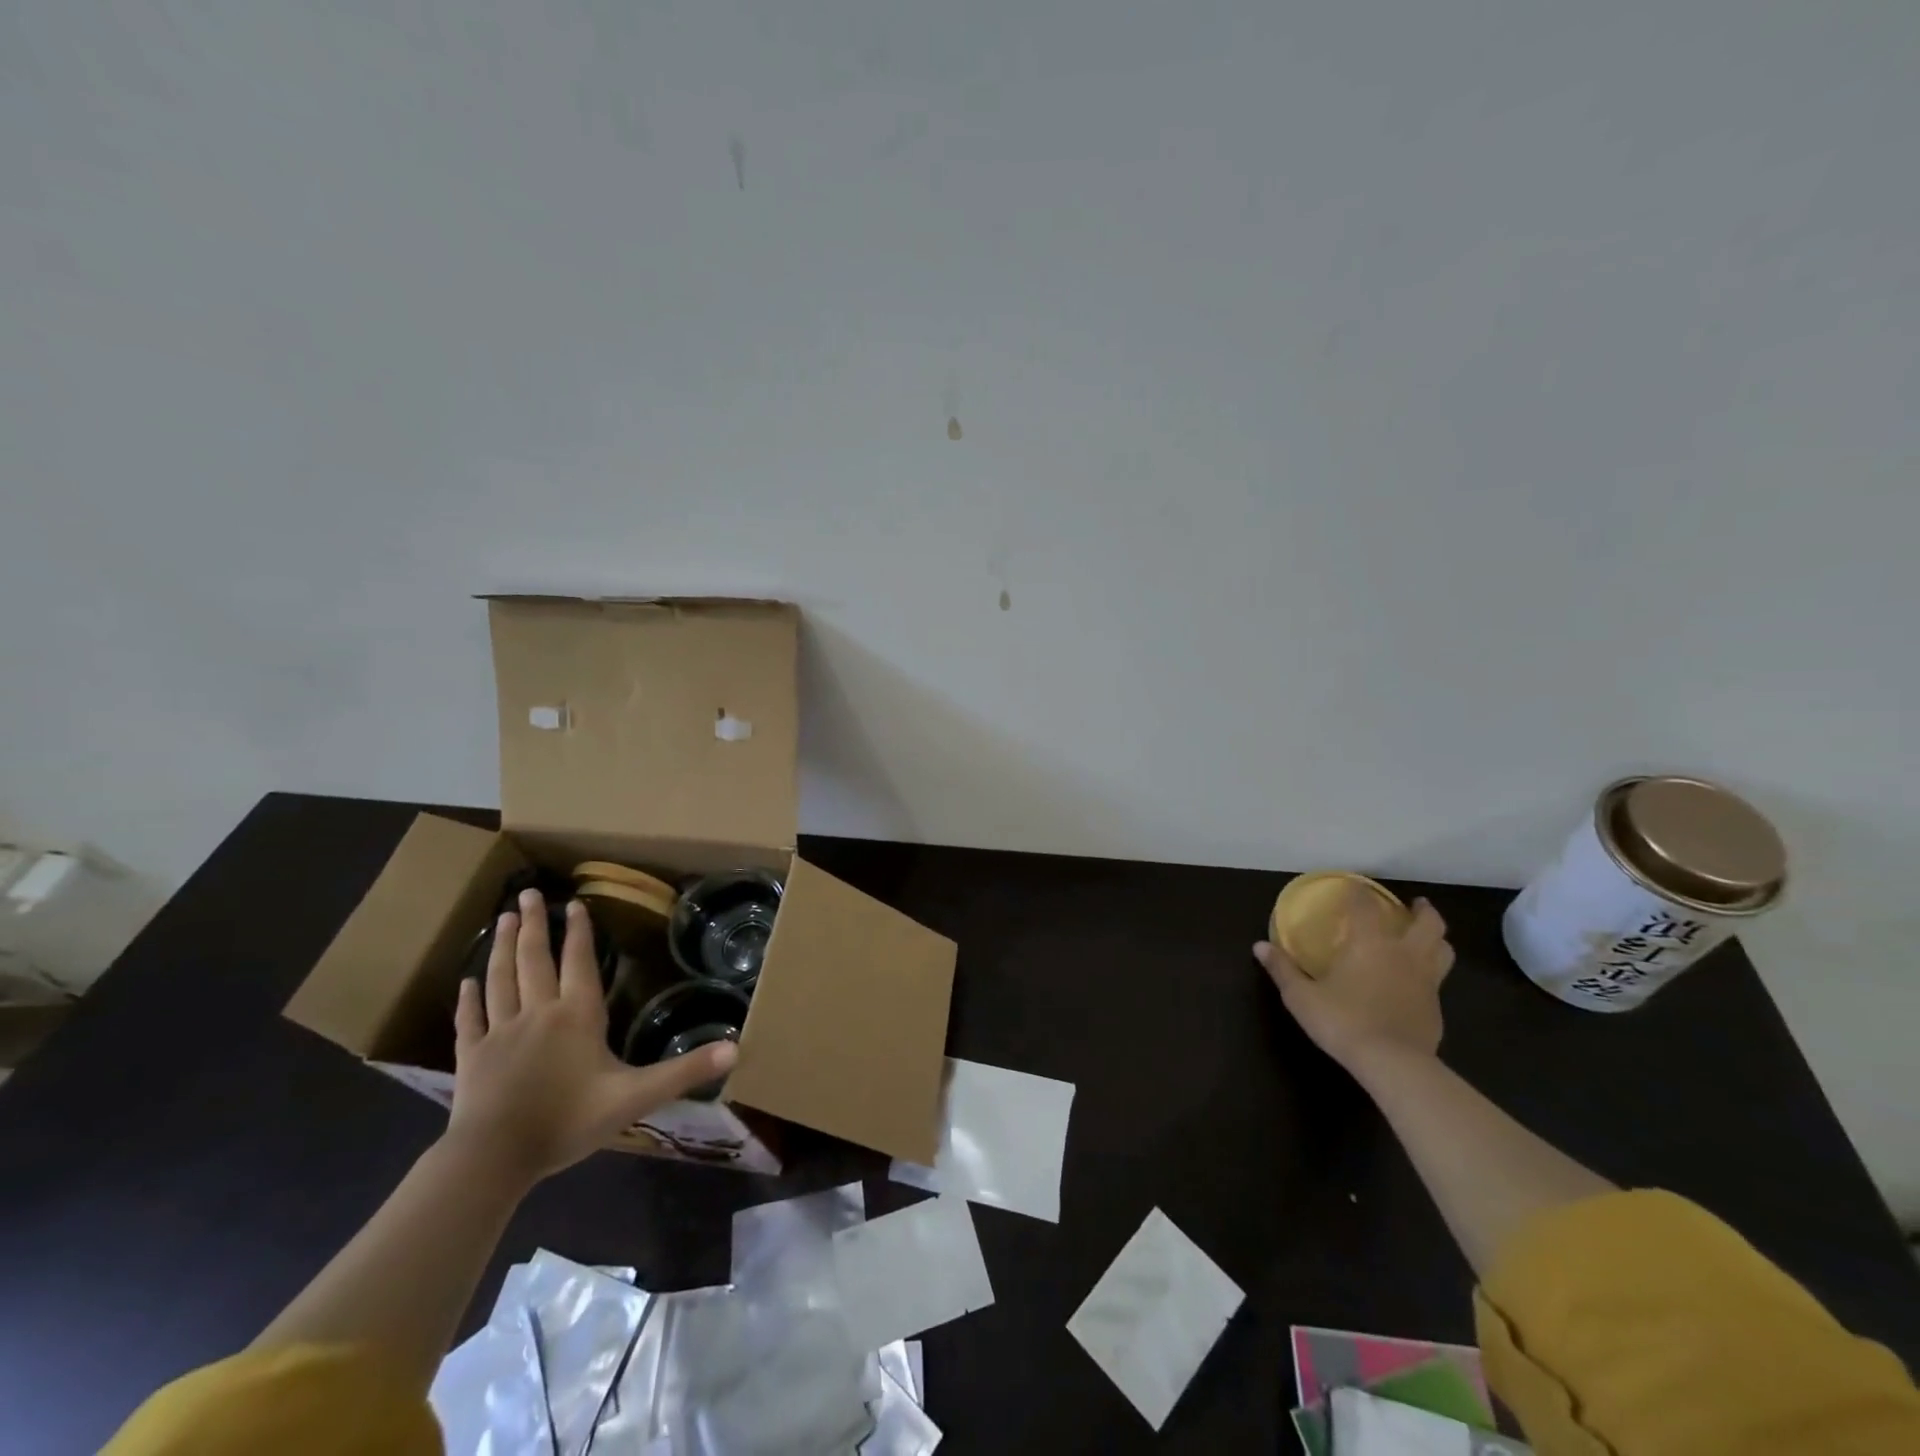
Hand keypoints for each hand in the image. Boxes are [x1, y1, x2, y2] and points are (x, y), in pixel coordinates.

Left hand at [447, 889, 736, 1186]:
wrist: (494, 1158)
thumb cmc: (568, 1121)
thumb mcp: (636, 1097)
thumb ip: (684, 1072)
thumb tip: (736, 1048)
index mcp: (577, 1016)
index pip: (579, 963)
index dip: (579, 933)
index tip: (575, 902)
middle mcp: (538, 1012)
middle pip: (534, 960)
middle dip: (535, 925)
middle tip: (528, 894)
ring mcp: (500, 1032)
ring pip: (500, 979)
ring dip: (502, 947)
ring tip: (505, 918)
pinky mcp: (472, 1057)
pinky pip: (470, 1019)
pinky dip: (468, 998)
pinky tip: (465, 982)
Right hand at [1254, 888, 1453, 1075]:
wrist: (1392, 1064)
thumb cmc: (1342, 1021)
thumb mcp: (1301, 996)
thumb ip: (1283, 969)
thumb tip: (1259, 946)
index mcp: (1370, 942)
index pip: (1366, 905)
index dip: (1359, 892)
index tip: (1353, 885)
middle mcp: (1403, 954)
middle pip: (1428, 923)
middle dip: (1423, 910)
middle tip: (1414, 905)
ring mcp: (1426, 981)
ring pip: (1443, 949)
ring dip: (1436, 938)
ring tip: (1424, 937)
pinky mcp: (1436, 1008)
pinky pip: (1438, 980)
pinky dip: (1430, 972)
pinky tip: (1415, 982)